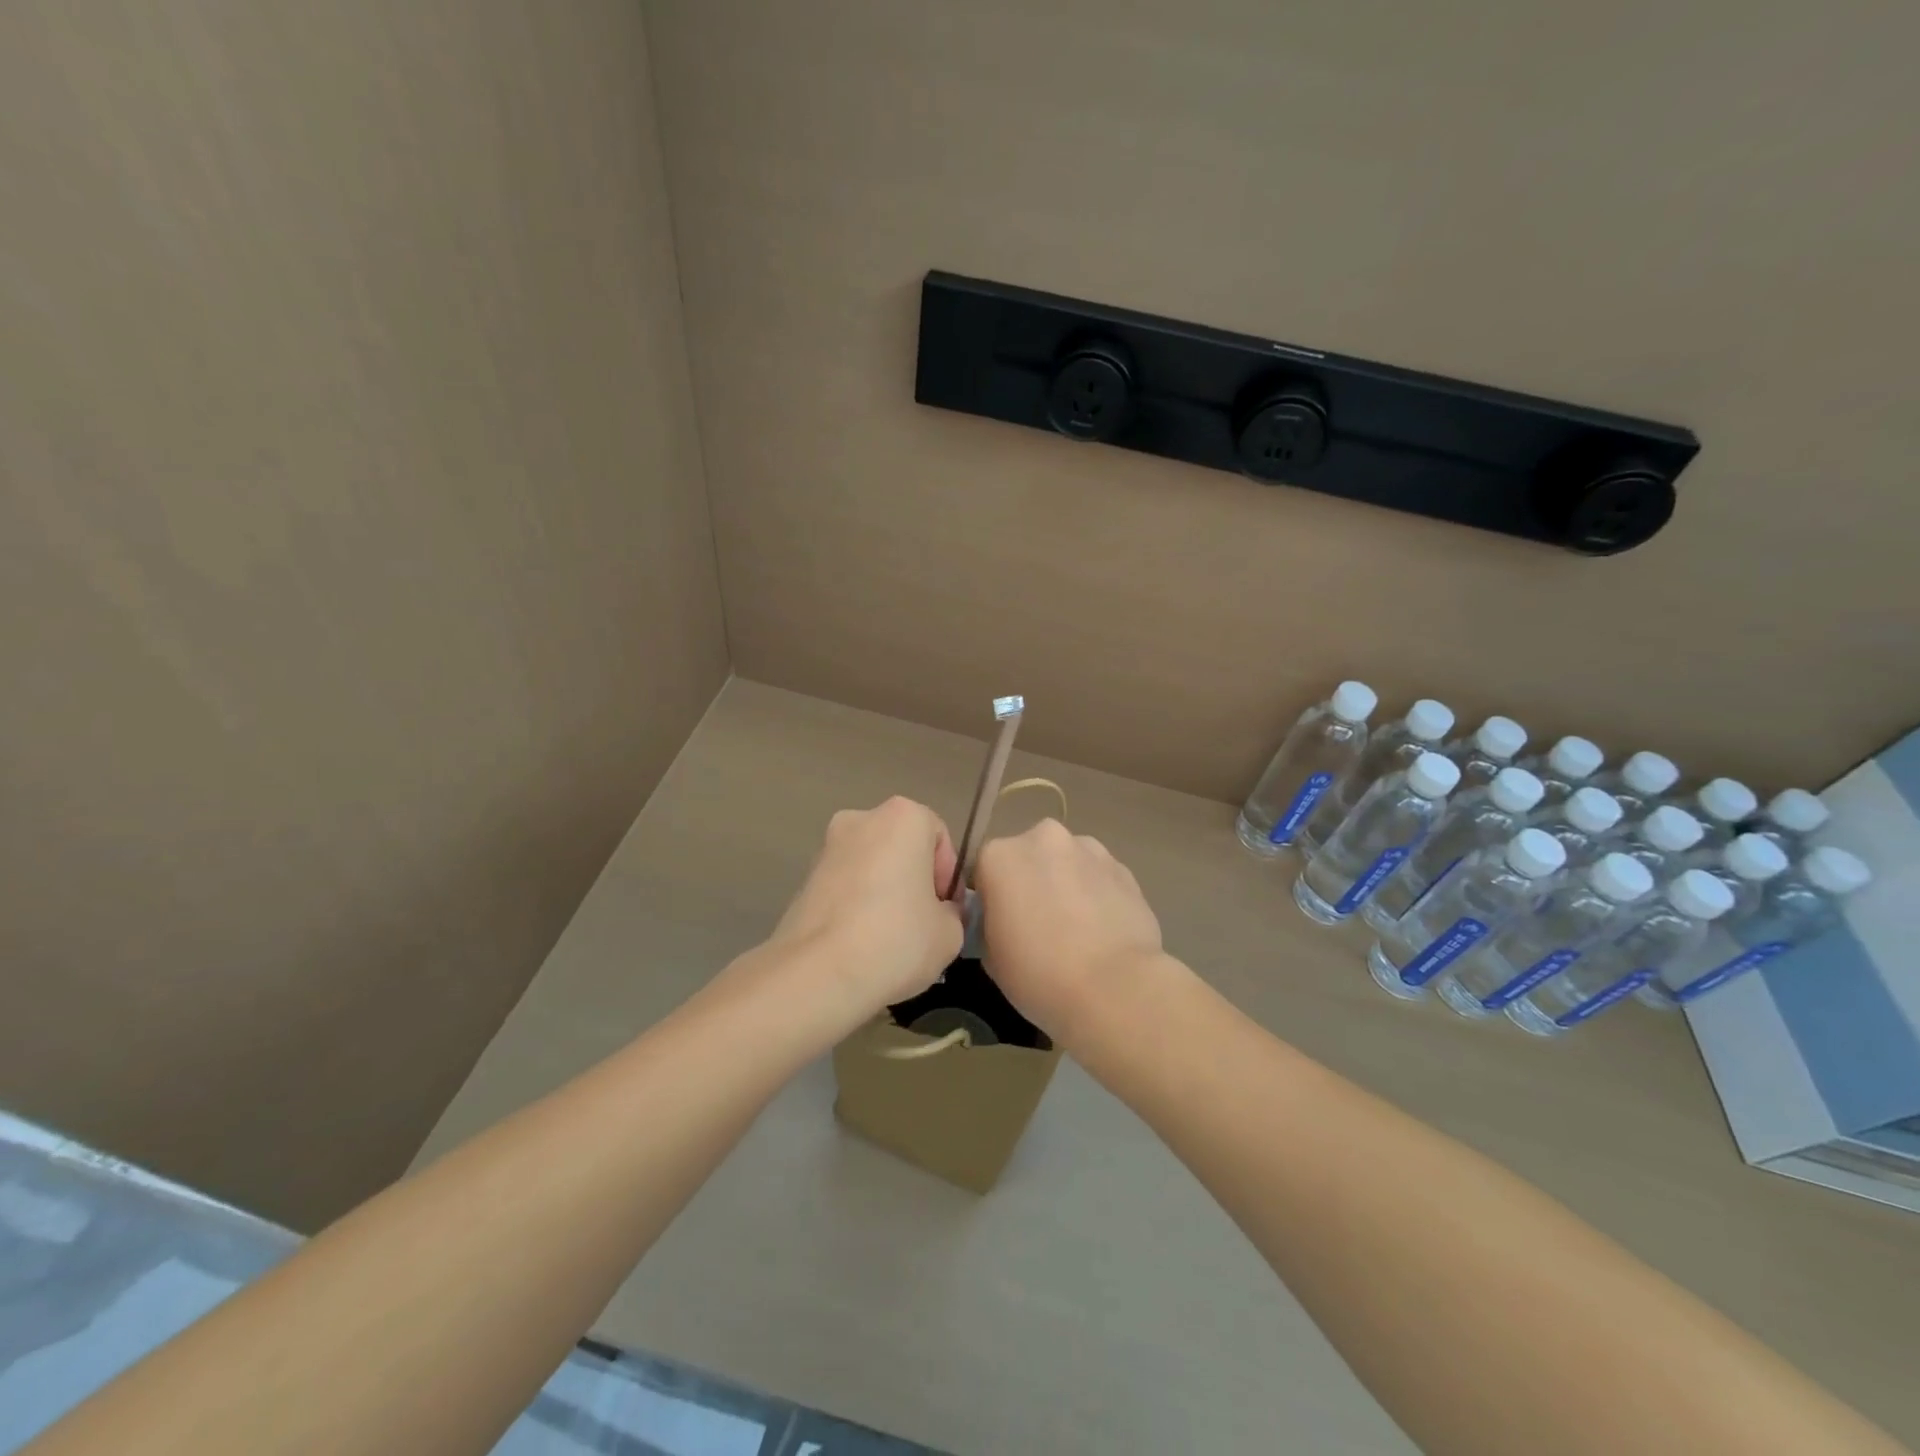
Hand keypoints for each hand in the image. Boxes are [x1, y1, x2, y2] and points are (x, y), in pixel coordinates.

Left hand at [769, 797, 963, 1017]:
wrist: (817, 974)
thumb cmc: (897, 939)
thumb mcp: (950, 933)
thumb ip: (952, 912)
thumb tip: (938, 913)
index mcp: (902, 817)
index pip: (939, 836)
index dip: (948, 875)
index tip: (946, 909)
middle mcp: (861, 820)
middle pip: (900, 847)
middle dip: (913, 879)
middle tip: (922, 923)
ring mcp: (826, 848)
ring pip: (869, 866)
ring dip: (883, 893)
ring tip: (890, 939)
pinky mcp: (803, 881)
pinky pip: (844, 888)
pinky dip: (856, 907)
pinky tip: (861, 945)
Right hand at [973, 819, 1165, 1043]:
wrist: (1116, 987)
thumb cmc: (1040, 974)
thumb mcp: (991, 957)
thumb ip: (990, 923)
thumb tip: (1004, 919)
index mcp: (999, 856)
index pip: (984, 871)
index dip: (991, 899)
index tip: (1002, 926)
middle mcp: (1042, 838)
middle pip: (1027, 857)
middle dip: (1031, 882)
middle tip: (1039, 926)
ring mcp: (1088, 848)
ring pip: (1066, 862)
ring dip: (1065, 884)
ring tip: (1077, 930)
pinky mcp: (1123, 866)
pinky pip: (1098, 877)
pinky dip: (1097, 895)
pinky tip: (1103, 931)